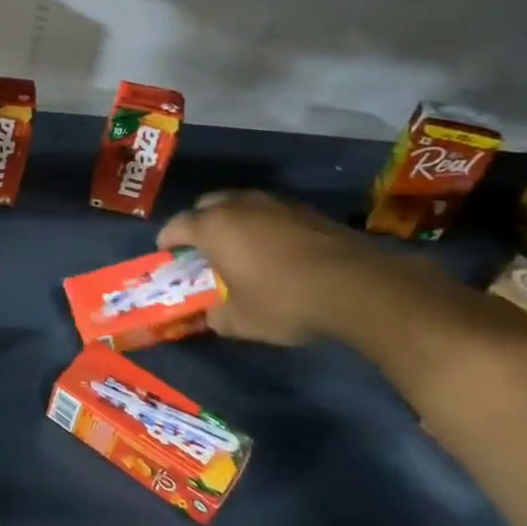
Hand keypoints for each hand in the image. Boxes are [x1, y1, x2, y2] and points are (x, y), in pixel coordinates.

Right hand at [156, 190, 389, 345]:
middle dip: (199, 223)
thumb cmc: (285, 301)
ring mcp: (275, 203)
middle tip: (203, 249)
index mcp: (212, 227)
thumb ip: (218, 316)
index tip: (167, 254)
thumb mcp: (242, 321)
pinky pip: (270, 212)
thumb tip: (212, 315)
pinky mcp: (306, 210)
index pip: (176, 225)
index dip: (167, 240)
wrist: (359, 287)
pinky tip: (276, 250)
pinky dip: (263, 225)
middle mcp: (238, 206)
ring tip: (240, 247)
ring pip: (240, 204)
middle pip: (206, 205)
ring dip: (233, 221)